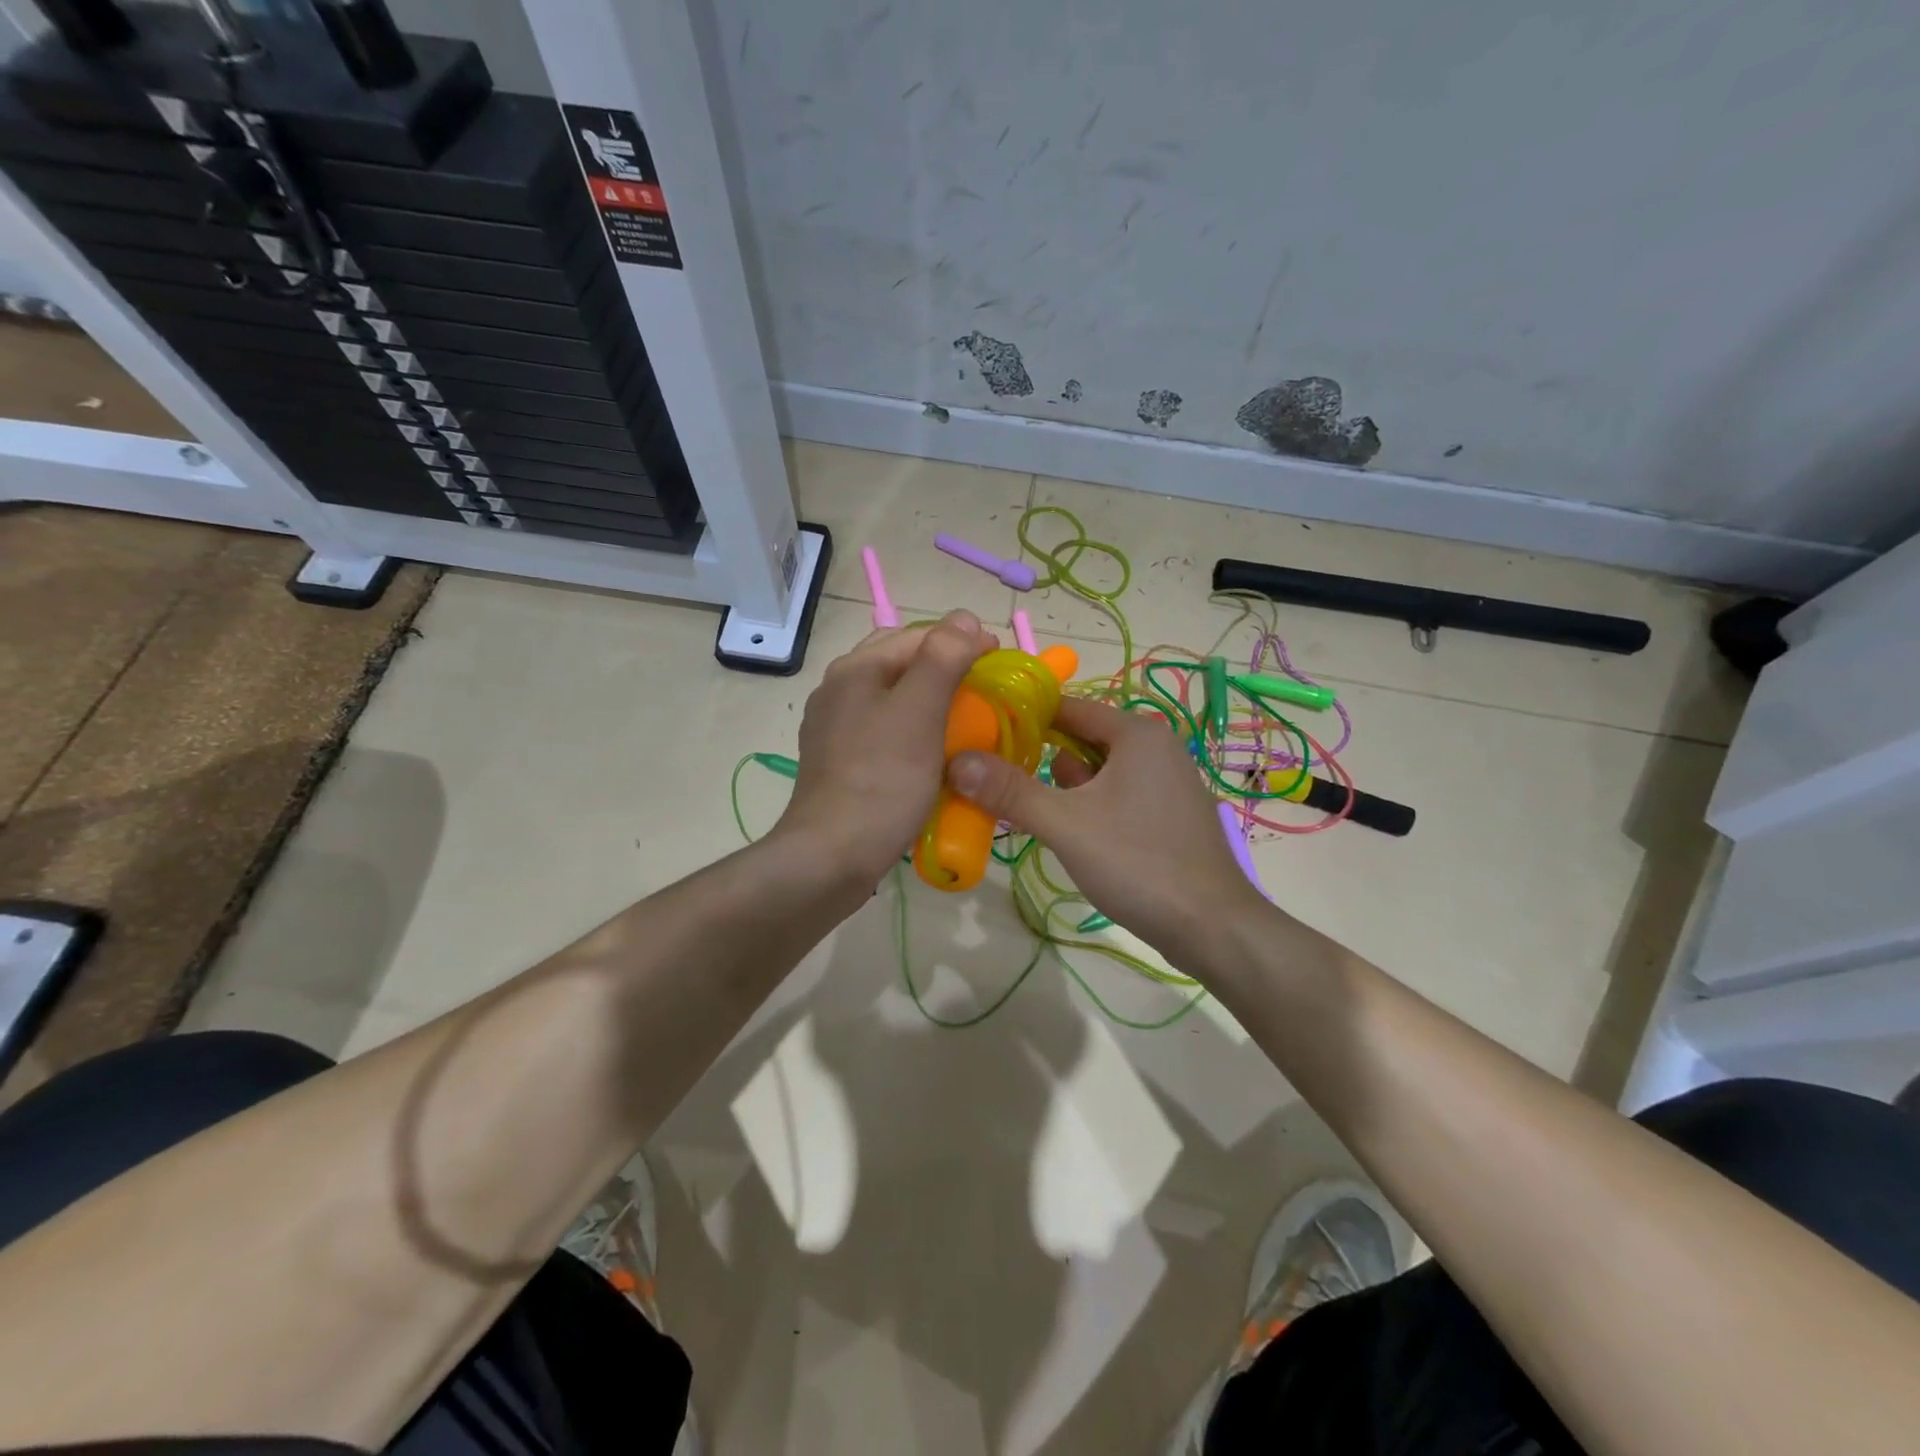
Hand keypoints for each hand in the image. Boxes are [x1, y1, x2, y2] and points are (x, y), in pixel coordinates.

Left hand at [774, 611, 996, 885]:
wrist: (831, 857)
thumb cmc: (882, 780)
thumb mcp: (919, 712)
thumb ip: (943, 658)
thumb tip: (965, 618)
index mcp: (857, 669)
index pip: (919, 635)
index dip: (964, 642)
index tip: (1000, 666)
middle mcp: (839, 690)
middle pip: (903, 666)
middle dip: (947, 673)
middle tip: (985, 695)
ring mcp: (835, 729)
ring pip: (895, 701)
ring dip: (932, 706)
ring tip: (966, 726)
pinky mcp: (839, 763)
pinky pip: (886, 735)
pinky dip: (915, 736)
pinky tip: (933, 758)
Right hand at [948, 696, 1266, 961]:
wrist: (1212, 927)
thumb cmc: (1139, 863)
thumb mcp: (1066, 825)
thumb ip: (1010, 791)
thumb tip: (956, 760)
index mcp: (1137, 734)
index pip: (1067, 707)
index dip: (1023, 719)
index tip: (982, 737)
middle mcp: (1155, 747)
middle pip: (1080, 740)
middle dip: (1043, 763)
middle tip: (1002, 788)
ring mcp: (1166, 782)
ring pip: (1096, 773)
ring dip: (1065, 792)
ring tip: (1033, 816)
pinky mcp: (1167, 814)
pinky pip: (1115, 796)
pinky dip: (1089, 809)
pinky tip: (1073, 838)